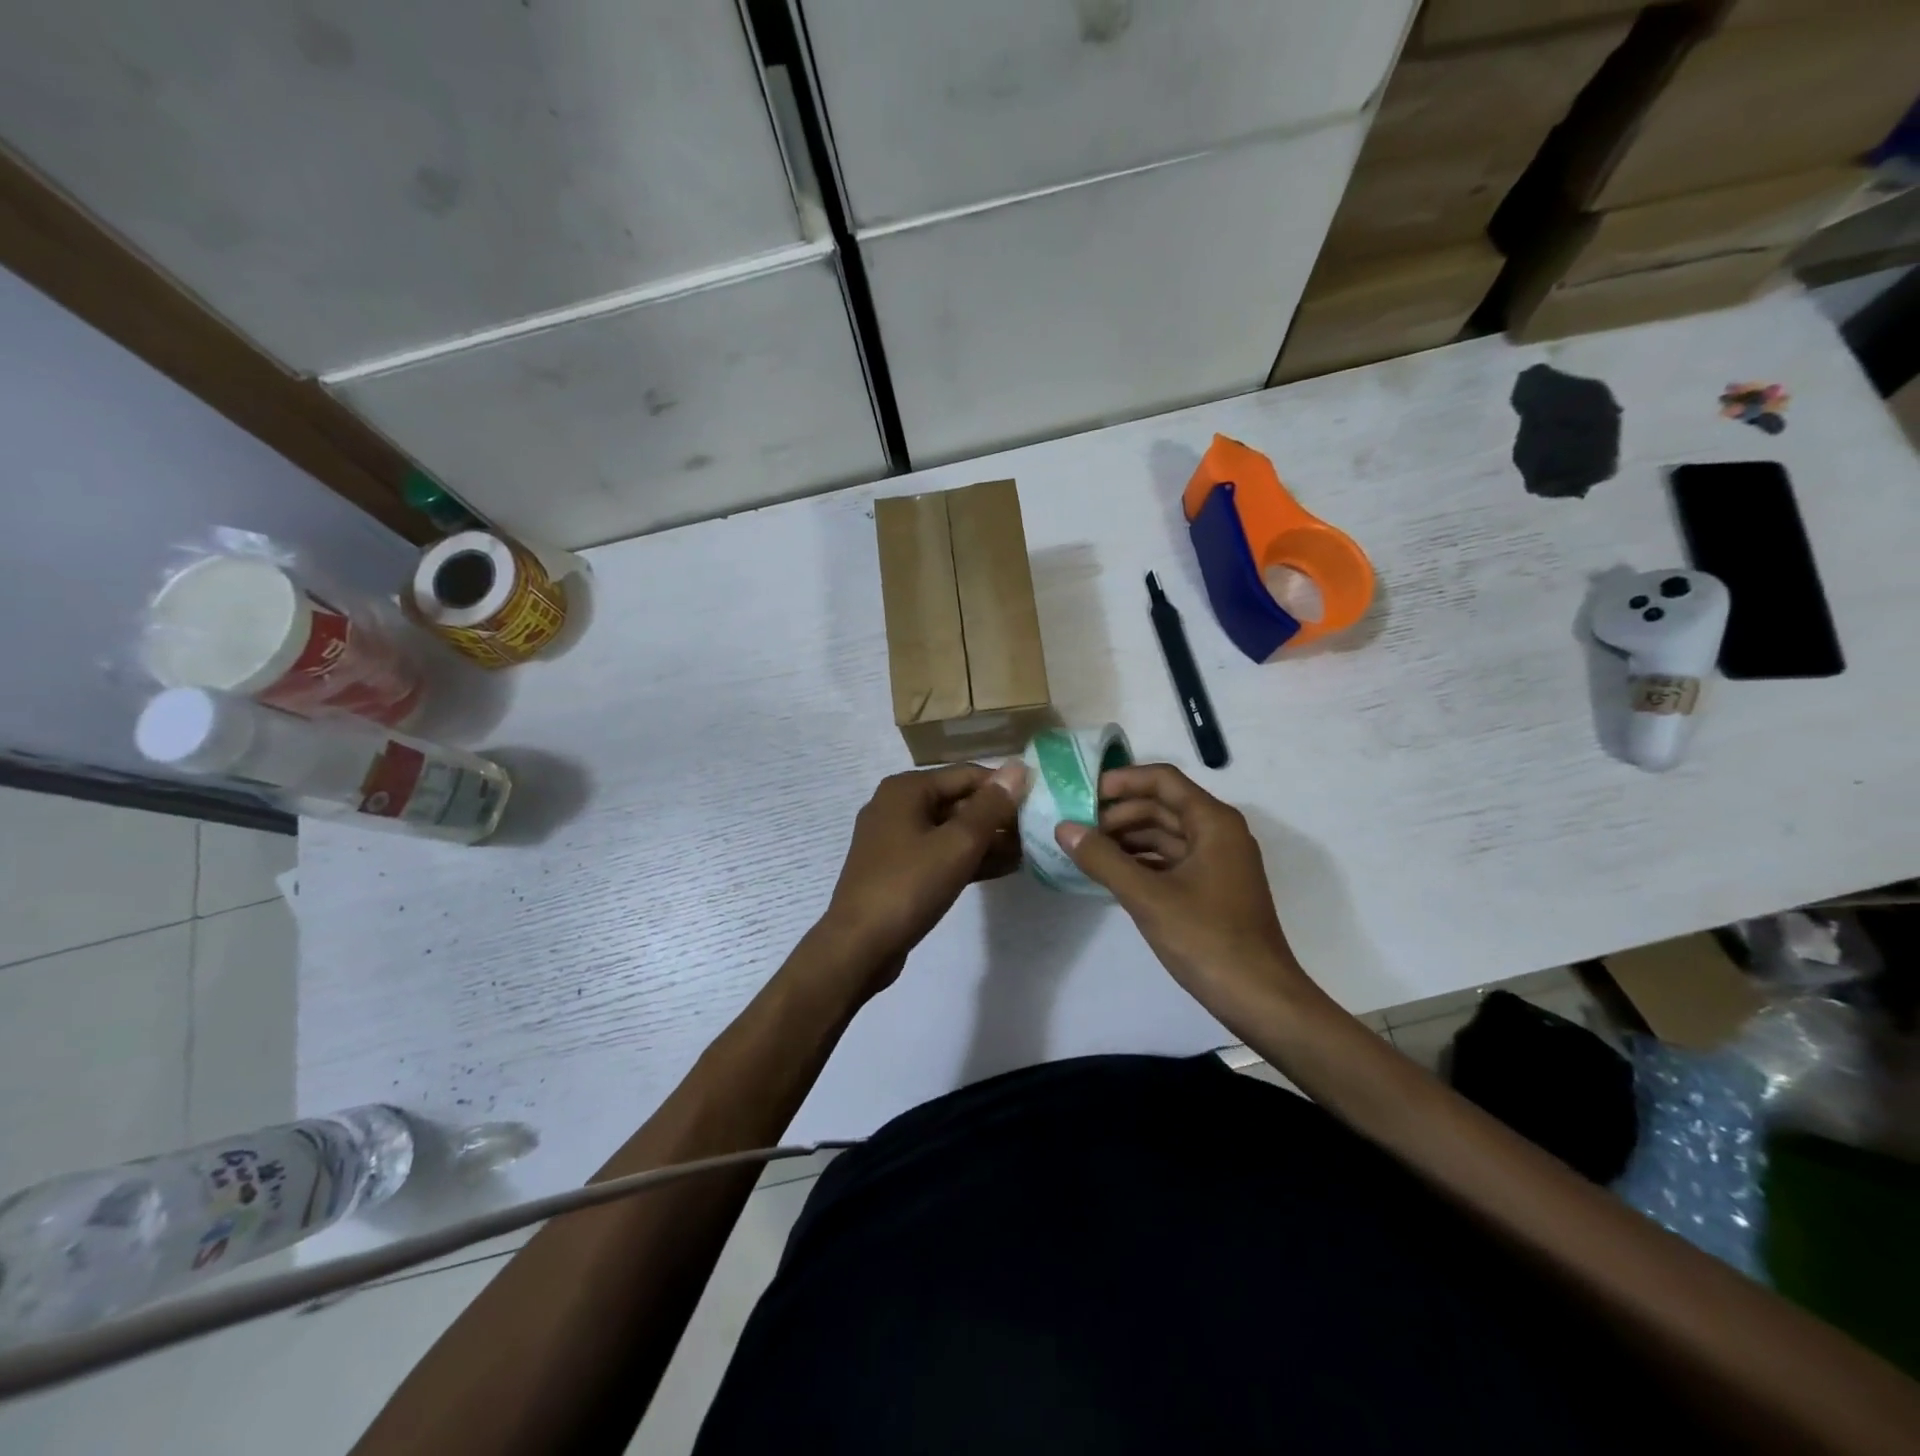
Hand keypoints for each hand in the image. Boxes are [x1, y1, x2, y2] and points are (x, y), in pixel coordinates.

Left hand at [818, 761, 1026, 989]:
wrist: (858, 946)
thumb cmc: (909, 886)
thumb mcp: (957, 844)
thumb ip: (990, 807)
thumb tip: (1018, 768)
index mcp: (906, 789)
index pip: (967, 775)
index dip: (1005, 787)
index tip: (1040, 803)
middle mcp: (897, 806)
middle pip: (958, 801)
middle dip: (997, 816)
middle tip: (1037, 832)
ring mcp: (894, 840)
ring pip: (950, 830)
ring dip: (987, 840)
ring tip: (1029, 851)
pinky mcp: (897, 869)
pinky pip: (940, 853)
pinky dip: (968, 859)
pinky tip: (1004, 869)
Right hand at [1057, 764, 1315, 1016]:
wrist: (1260, 999)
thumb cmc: (1207, 939)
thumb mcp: (1147, 897)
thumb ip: (1103, 859)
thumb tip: (1064, 828)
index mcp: (1213, 822)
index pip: (1163, 780)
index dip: (1122, 781)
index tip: (1083, 795)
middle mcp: (1219, 833)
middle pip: (1162, 806)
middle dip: (1119, 813)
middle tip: (1077, 828)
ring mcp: (1217, 863)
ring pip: (1165, 835)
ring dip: (1127, 839)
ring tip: (1086, 851)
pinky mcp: (1212, 890)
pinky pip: (1170, 861)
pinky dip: (1141, 862)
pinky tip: (1111, 875)